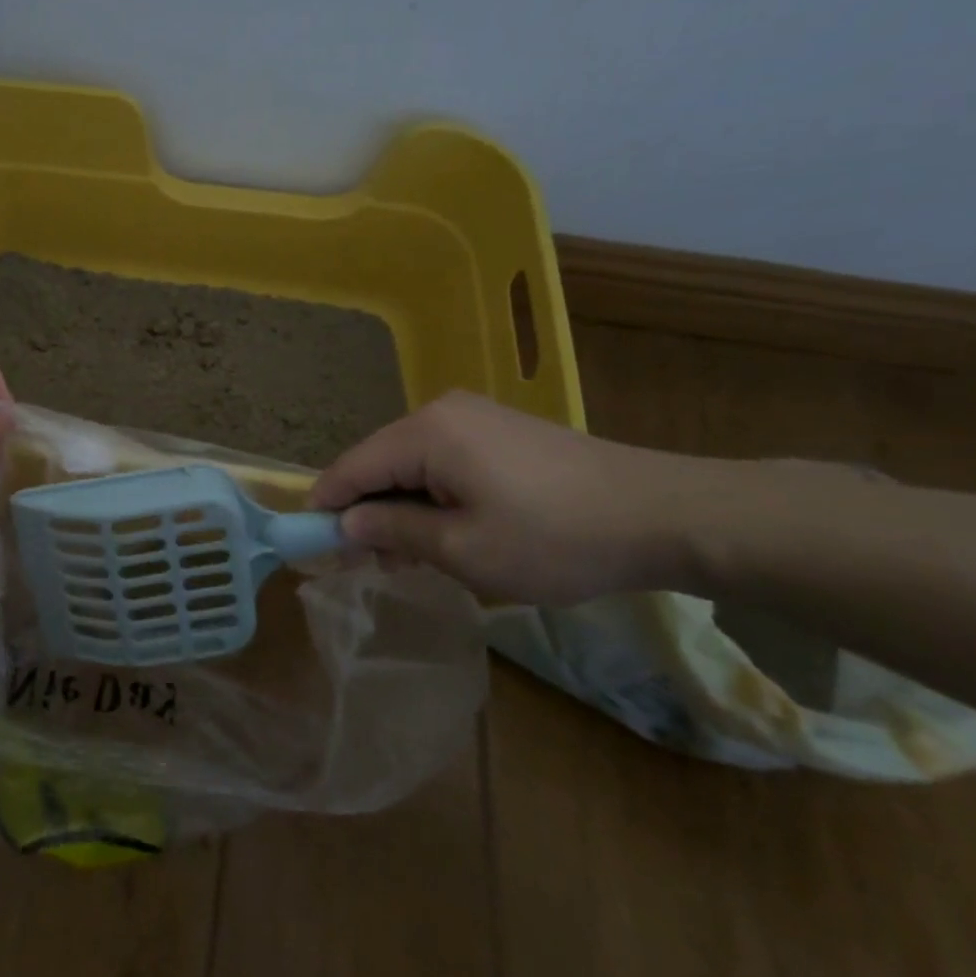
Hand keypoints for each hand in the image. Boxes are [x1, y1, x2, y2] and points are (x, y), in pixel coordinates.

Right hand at [308, 390, 703, 605]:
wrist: (664, 514)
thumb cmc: (554, 537)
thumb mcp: (464, 548)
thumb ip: (394, 531)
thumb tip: (346, 525)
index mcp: (424, 432)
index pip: (351, 468)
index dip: (326, 506)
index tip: (311, 545)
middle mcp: (440, 411)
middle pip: (379, 462)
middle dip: (367, 511)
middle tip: (366, 564)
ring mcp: (473, 416)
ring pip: (411, 463)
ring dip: (401, 507)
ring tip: (409, 557)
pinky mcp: (499, 430)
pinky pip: (442, 459)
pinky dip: (432, 495)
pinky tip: (445, 530)